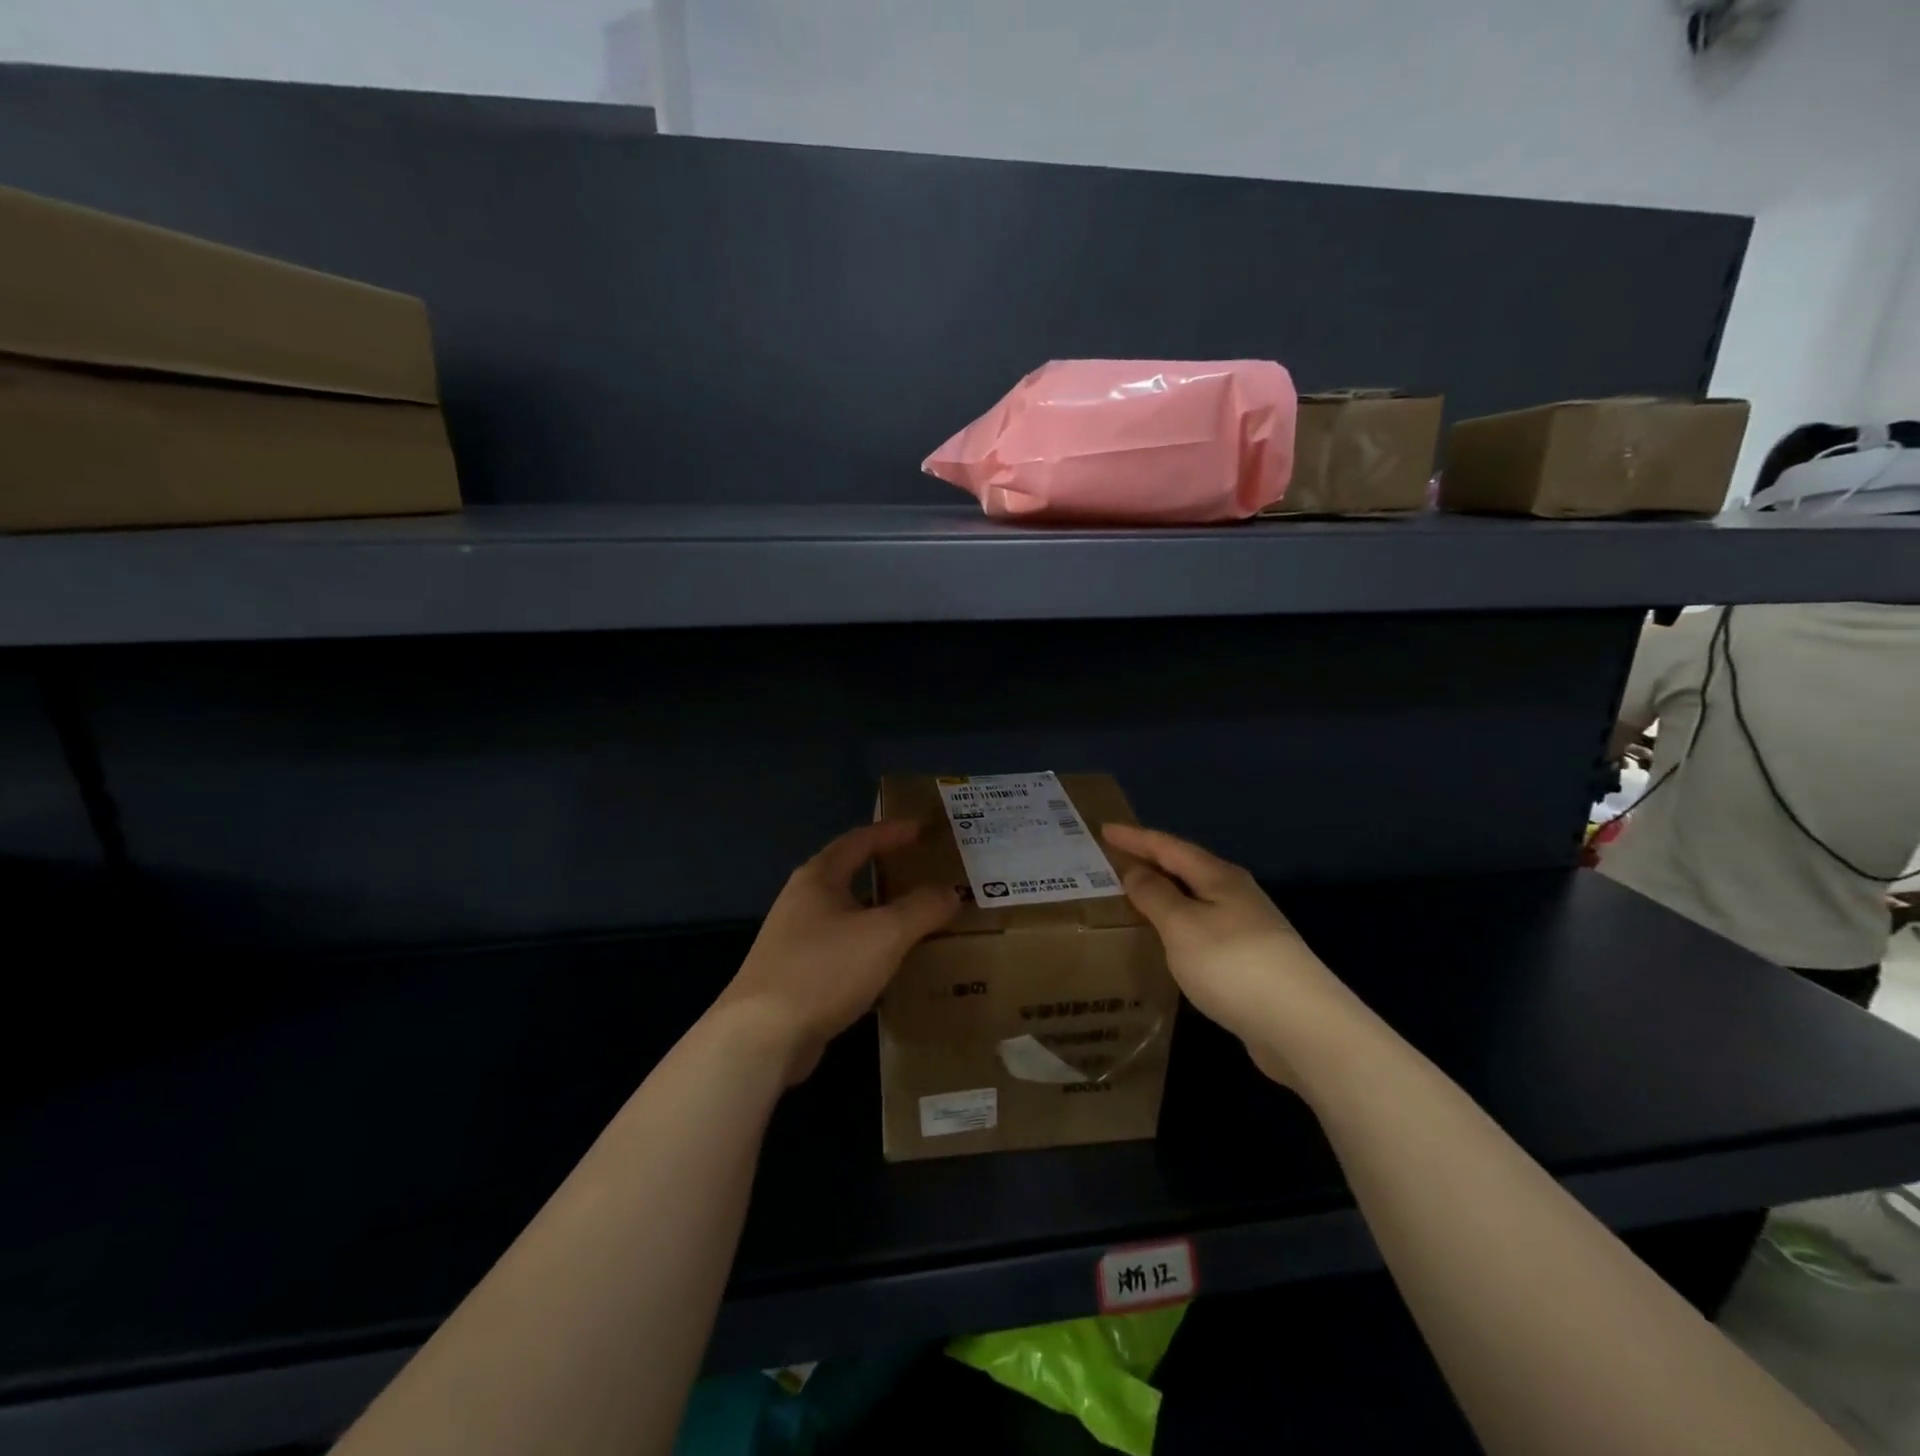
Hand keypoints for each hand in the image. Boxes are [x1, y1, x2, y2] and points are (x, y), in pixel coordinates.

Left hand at [714, 821, 959, 1084]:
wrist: (762, 1036)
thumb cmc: (825, 969)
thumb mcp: (885, 935)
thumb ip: (922, 909)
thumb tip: (950, 891)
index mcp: (819, 878)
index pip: (860, 840)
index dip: (893, 832)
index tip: (922, 829)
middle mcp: (802, 900)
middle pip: (850, 874)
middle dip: (886, 871)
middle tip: (923, 872)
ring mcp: (794, 938)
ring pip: (846, 914)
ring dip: (878, 913)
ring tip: (914, 918)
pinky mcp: (794, 974)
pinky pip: (840, 948)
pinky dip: (867, 947)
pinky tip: (887, 965)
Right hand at [1101, 822, 1364, 1084]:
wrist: (1302, 1027)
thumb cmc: (1233, 964)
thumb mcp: (1182, 925)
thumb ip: (1155, 895)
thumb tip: (1135, 871)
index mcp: (1219, 877)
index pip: (1168, 846)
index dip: (1135, 838)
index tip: (1103, 829)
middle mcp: (1236, 895)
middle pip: (1186, 869)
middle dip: (1150, 862)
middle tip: (1113, 861)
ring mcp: (1248, 929)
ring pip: (1195, 900)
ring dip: (1165, 895)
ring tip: (1133, 897)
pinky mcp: (1250, 962)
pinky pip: (1202, 929)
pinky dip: (1178, 925)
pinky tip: (1167, 941)